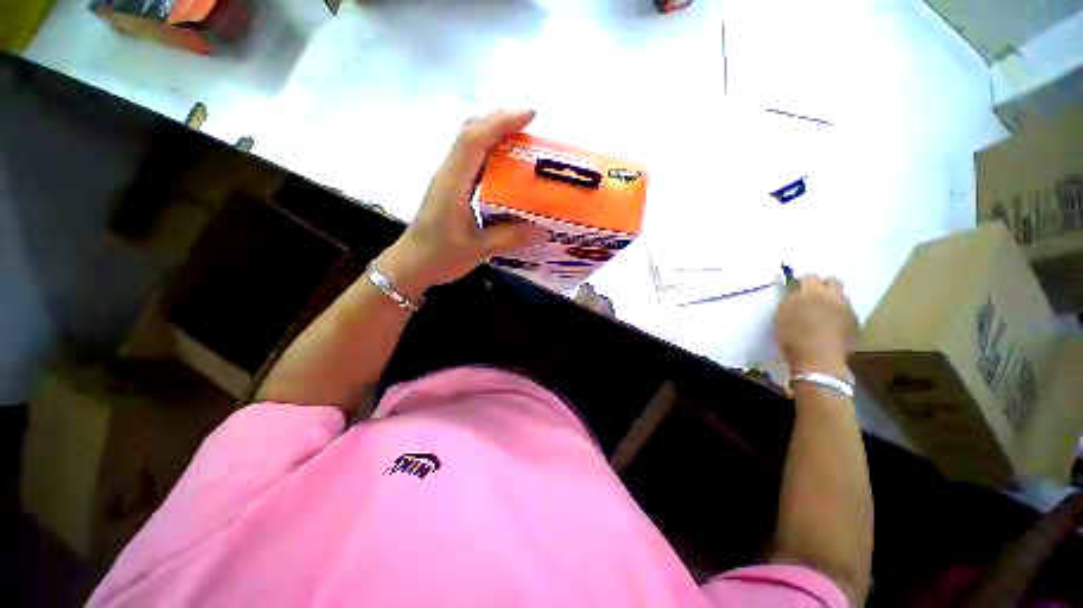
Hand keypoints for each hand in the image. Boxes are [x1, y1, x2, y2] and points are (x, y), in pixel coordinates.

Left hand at [377, 110, 548, 299]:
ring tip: (523, 141)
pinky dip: (489, 154)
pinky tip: (506, 167)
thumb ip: (510, 238)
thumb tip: (542, 231)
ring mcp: (448, 180)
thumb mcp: (478, 250)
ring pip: (469, 144)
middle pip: (470, 133)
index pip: (474, 140)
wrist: (411, 265)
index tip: (529, 115)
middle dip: (500, 122)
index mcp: (453, 184)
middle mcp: (448, 174)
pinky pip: (471, 161)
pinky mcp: (450, 188)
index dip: (500, 122)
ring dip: (494, 135)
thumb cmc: (440, 257)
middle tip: (530, 126)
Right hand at [774, 274, 858, 379]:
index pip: (809, 276)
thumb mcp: (781, 315)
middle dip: (822, 285)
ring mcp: (847, 308)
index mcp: (811, 291)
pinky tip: (829, 326)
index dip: (801, 283)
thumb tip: (794, 292)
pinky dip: (838, 314)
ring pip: (841, 296)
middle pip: (832, 280)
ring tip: (821, 313)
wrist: (818, 360)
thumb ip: (790, 300)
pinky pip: (847, 311)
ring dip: (832, 300)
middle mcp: (833, 295)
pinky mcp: (856, 322)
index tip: (795, 291)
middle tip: (811, 298)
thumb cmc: (792, 336)